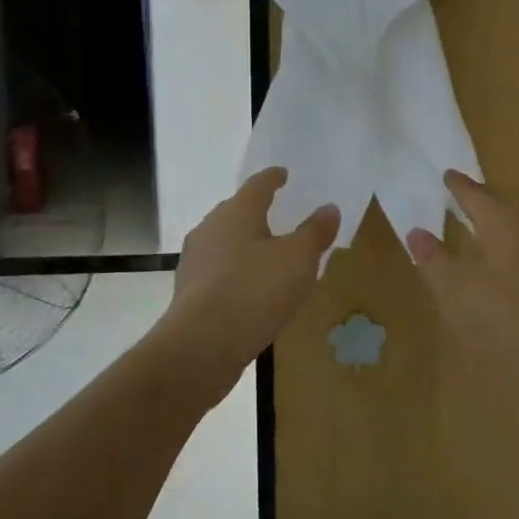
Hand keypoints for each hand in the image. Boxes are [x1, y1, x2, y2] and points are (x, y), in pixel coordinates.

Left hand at [155, 167, 339, 402]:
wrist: (202, 345)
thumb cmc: (255, 290)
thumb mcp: (298, 260)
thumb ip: (315, 232)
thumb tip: (329, 208)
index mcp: (237, 212)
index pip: (257, 185)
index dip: (273, 178)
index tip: (282, 174)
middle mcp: (210, 228)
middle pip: (236, 211)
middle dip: (255, 211)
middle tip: (276, 214)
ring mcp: (195, 260)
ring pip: (224, 242)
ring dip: (244, 244)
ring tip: (266, 254)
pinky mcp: (189, 292)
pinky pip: (218, 271)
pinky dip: (235, 272)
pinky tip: (249, 288)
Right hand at [406, 171, 518, 388]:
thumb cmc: (506, 316)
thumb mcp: (455, 290)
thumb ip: (434, 259)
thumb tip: (417, 232)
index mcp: (504, 223)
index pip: (478, 195)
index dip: (460, 186)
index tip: (448, 175)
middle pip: (506, 205)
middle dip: (485, 199)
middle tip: (466, 195)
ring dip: (503, 223)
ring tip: (484, 228)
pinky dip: (516, 248)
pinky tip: (509, 268)